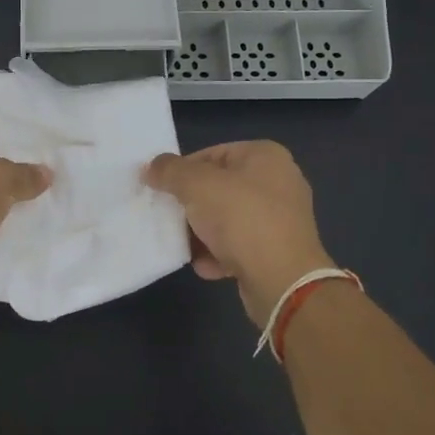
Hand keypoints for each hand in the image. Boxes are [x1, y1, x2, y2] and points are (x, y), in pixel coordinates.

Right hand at [145, 141, 335, 326]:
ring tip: (181, 244)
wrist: (283, 280)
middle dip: (191, 204)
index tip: (161, 189)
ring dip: (201, 232)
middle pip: (219, 188)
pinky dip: (219, 254)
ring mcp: (280, 219)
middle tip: (167, 216)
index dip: (182, 170)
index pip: (212, 154)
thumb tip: (151, 168)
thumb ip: (169, 172)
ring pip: (227, 219)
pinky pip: (239, 246)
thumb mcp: (196, 185)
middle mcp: (278, 182)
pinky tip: (204, 265)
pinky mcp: (278, 251)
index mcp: (265, 156)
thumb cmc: (241, 219)